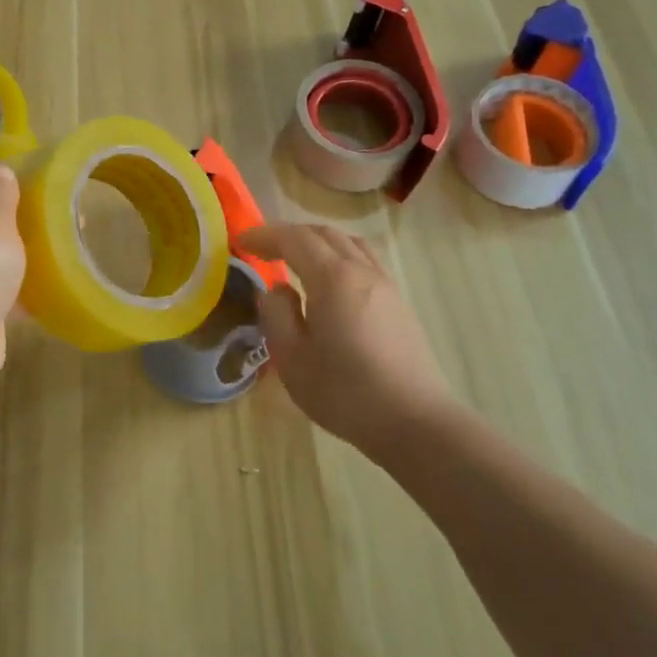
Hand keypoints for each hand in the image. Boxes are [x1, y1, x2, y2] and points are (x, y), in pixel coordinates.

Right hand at [237, 223, 455, 452]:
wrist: (414, 421)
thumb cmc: (345, 392)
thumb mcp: (292, 359)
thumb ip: (276, 315)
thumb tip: (276, 290)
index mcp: (333, 278)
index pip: (294, 239)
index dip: (265, 235)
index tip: (241, 241)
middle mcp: (362, 271)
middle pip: (324, 234)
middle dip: (290, 234)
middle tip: (264, 249)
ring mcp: (386, 285)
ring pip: (349, 244)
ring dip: (318, 242)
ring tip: (296, 259)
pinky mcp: (398, 303)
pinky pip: (364, 261)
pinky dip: (339, 256)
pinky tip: (330, 283)